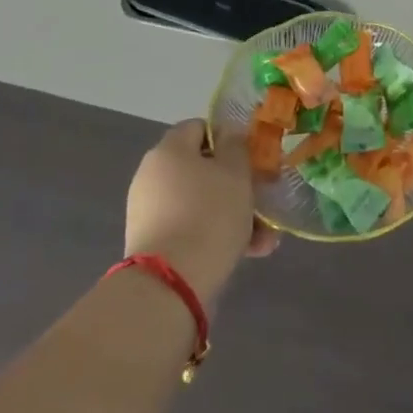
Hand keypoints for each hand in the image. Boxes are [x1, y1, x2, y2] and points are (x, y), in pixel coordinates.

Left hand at [125, 121, 277, 304]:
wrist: (170, 285)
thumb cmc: (209, 214)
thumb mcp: (235, 172)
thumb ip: (235, 146)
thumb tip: (228, 135)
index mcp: (169, 150)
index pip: (199, 127)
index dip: (227, 138)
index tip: (250, 158)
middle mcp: (153, 175)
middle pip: (202, 170)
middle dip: (236, 185)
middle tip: (262, 202)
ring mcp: (149, 212)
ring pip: (201, 203)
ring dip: (233, 215)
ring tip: (264, 240)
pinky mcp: (152, 245)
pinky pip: (190, 229)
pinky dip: (215, 236)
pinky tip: (247, 254)